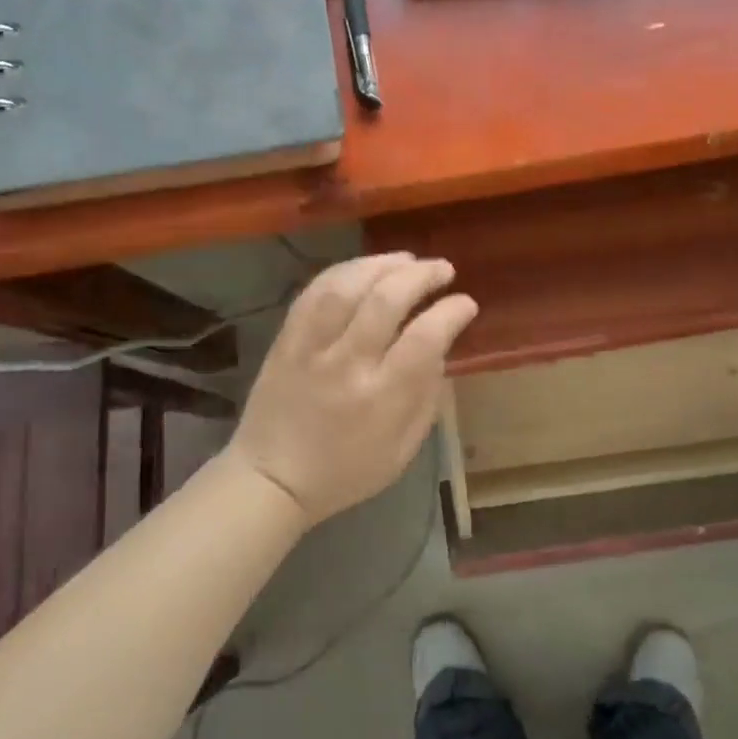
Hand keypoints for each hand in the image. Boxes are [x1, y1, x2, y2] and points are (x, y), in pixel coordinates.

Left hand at [226, 253, 478, 526]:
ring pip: (347, 286)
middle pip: (386, 299)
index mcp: (382, 399)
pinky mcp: (285, 339)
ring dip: (382, 264)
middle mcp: (347, 365)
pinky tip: (364, 268)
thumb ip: (426, 398)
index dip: (451, 311)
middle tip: (443, 269)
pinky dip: (344, 272)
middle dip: (421, 275)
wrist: (271, 478)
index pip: (425, 338)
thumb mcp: (402, 451)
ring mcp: (311, 348)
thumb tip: (440, 347)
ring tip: (406, 260)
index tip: (466, 303)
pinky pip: (313, 292)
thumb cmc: (346, 472)